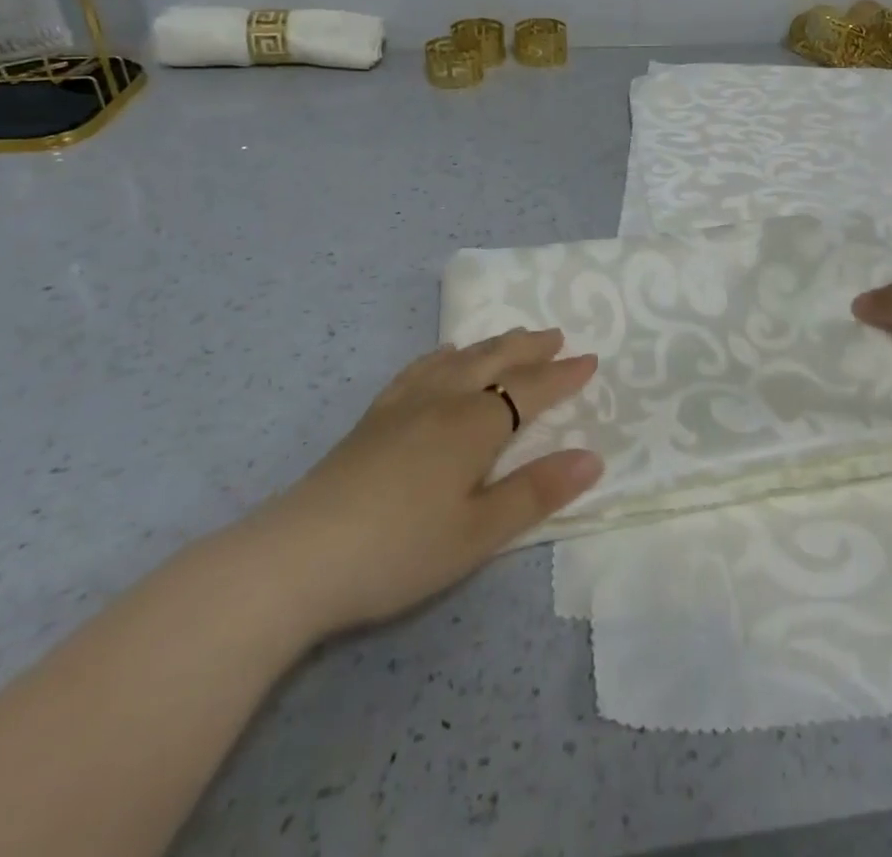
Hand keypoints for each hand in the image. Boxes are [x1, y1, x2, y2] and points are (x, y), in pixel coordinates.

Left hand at [241, 330, 602, 638]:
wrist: (298, 556)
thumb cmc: (399, 550)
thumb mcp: (478, 533)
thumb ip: (536, 492)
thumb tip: (593, 457)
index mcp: (474, 425)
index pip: (530, 389)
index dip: (562, 375)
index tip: (590, 359)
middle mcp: (444, 400)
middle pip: (495, 361)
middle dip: (530, 348)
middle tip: (556, 336)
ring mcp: (405, 404)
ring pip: (460, 359)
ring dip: (493, 344)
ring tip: (512, 337)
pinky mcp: (375, 417)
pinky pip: (419, 368)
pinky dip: (443, 355)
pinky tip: (443, 355)